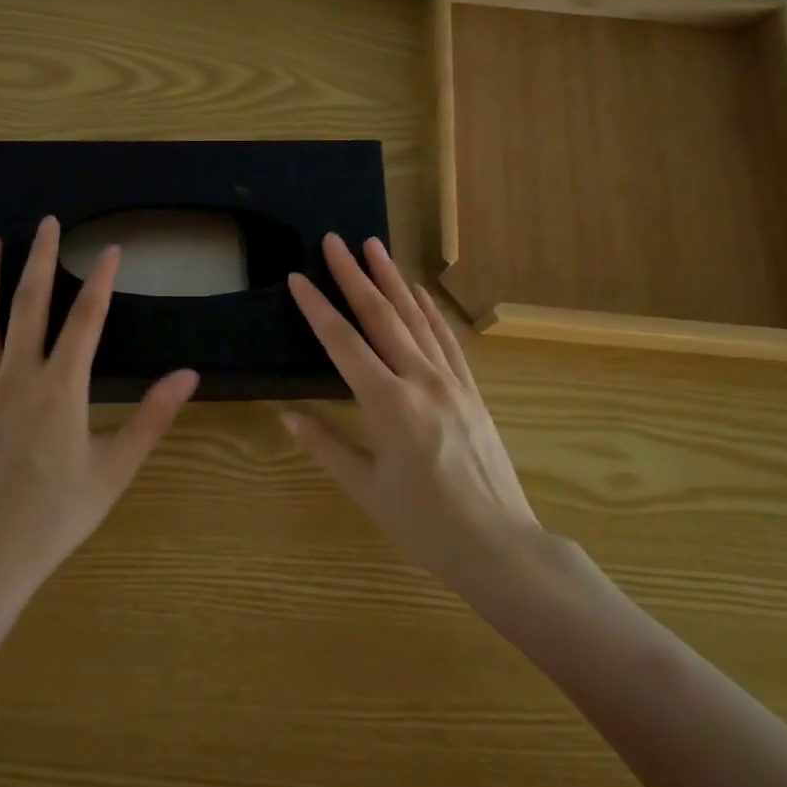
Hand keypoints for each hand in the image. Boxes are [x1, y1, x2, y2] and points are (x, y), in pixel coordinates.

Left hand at [0, 215, 199, 607]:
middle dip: (41, 259)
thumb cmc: (55, 517)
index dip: (102, 280)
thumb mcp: (115, 469)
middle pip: (30, 304)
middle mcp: (17, 376)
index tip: (113, 248)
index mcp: (61, 387)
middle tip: (48, 222)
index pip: (87, 319)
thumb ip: (152, 417)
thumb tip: (189, 376)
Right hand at [284, 235, 543, 604]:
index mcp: (388, 405)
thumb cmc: (425, 524)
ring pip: (416, 319)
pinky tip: (417, 290)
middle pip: (381, 317)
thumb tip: (287, 414)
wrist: (499, 545)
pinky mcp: (471, 389)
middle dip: (354, 276)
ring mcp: (451, 381)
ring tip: (374, 247)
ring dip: (392, 280)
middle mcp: (420, 381)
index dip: (318, 308)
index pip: (343, 343)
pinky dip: (429, 310)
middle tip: (335, 241)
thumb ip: (325, 445)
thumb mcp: (367, 488)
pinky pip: (447, 339)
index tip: (298, 278)